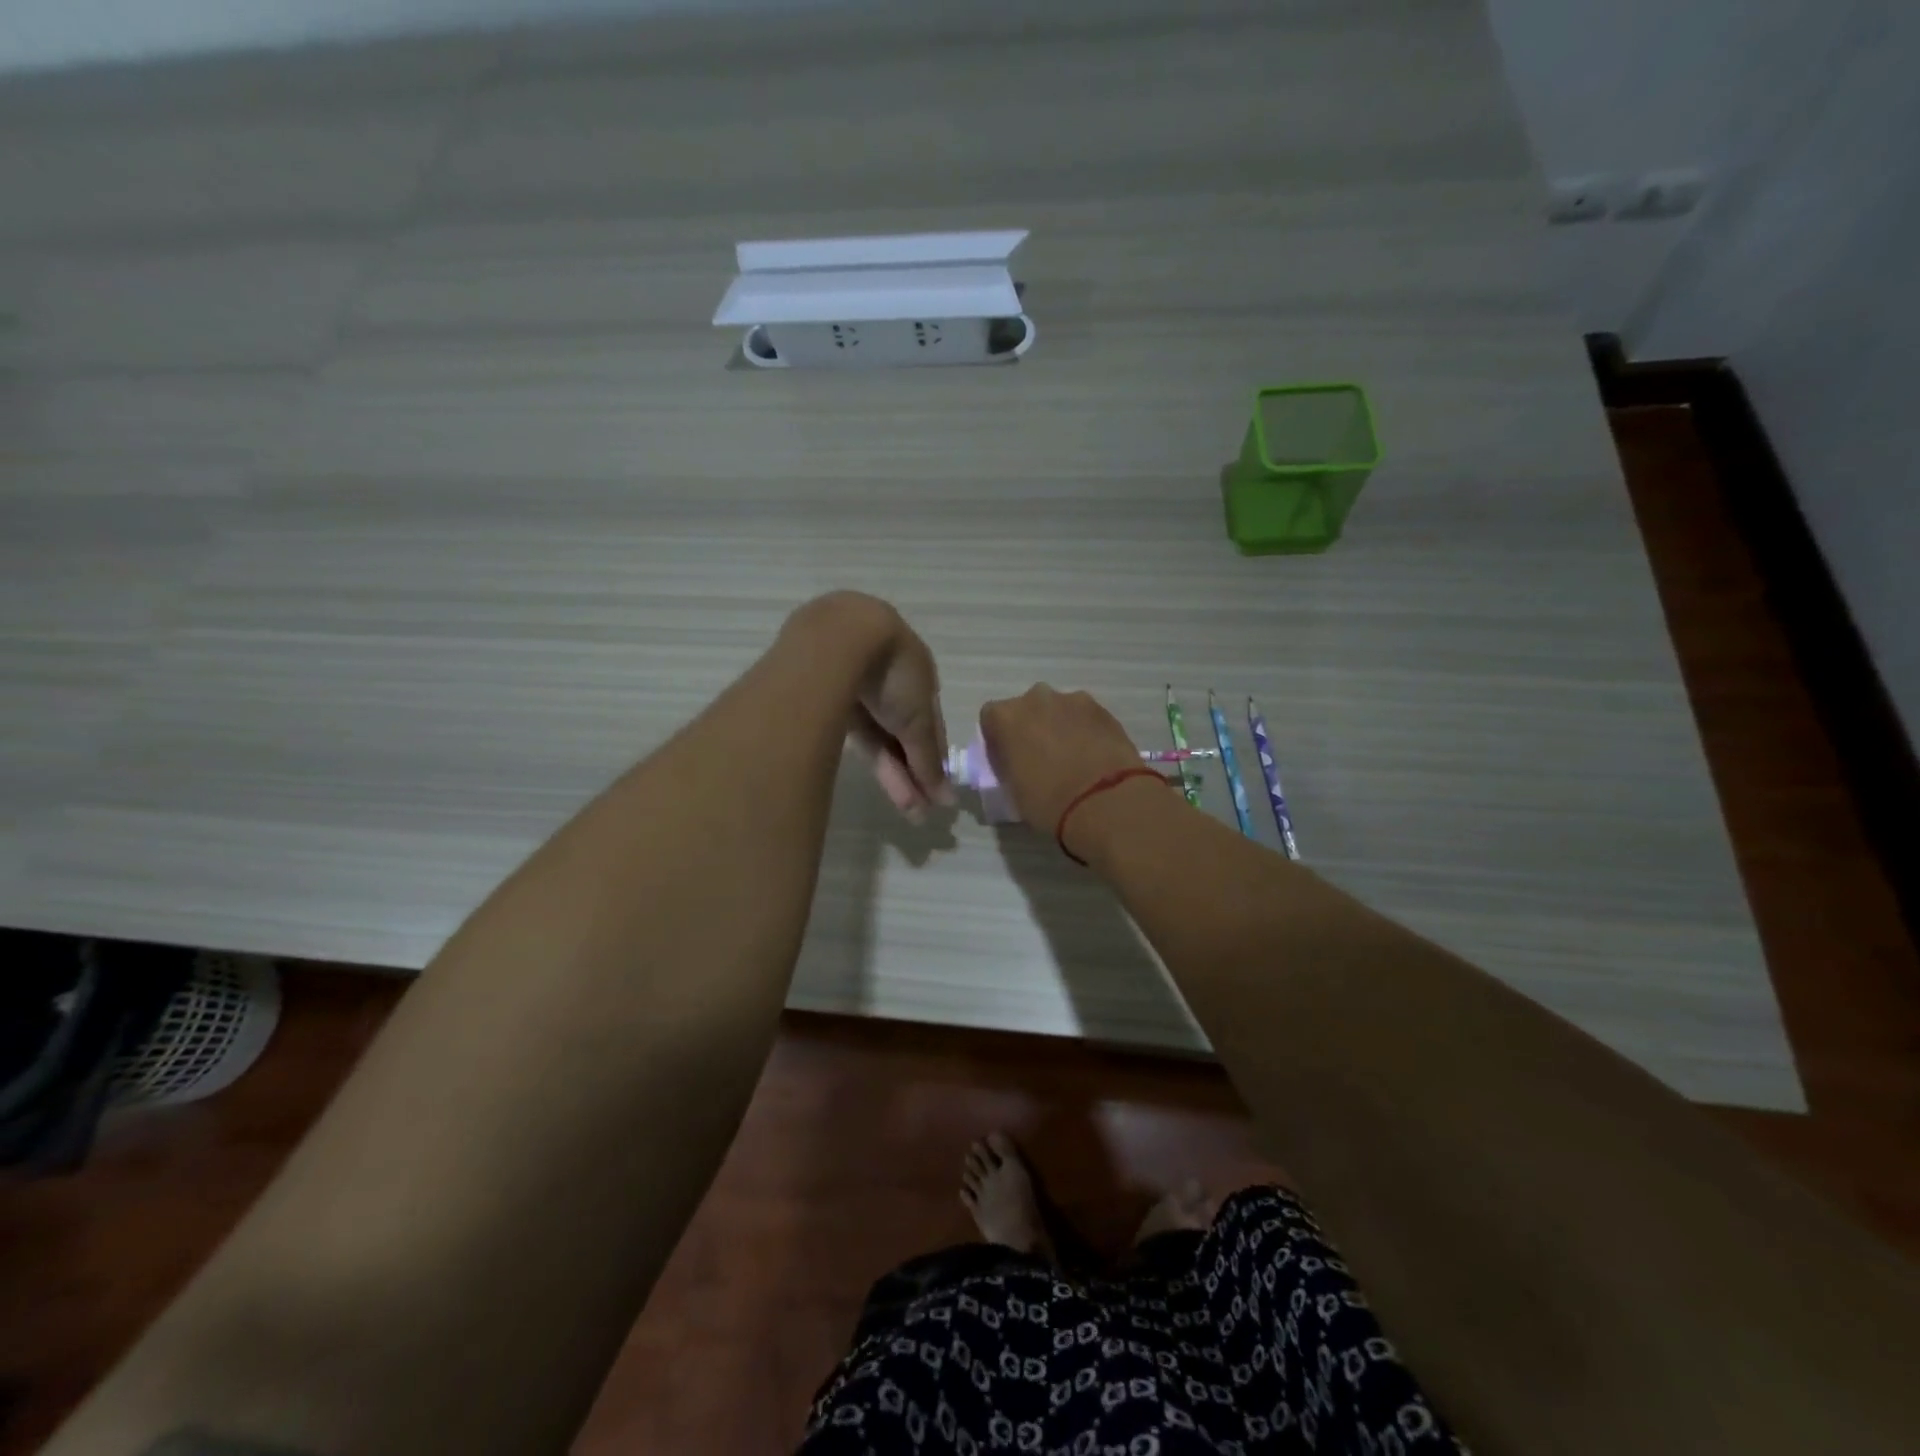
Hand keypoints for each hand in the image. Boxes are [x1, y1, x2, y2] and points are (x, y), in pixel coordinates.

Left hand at [785, 592, 951, 818]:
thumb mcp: (917, 720)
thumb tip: (946, 800)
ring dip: (893, 771)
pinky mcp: (823, 691)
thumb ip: (929, 758)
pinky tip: (880, 775)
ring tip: (906, 807)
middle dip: (912, 772)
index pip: (929, 726)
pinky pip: (854, 730)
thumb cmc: (893, 674)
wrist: (839, 638)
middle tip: (918, 812)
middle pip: (902, 733)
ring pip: (877, 735)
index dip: (933, 760)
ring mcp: (855, 683)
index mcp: (917, 672)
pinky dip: (869, 752)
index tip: (936, 797)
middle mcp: (888, 677)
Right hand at [978, 685, 1143, 832]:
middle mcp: (1036, 698)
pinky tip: (1094, 756)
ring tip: (1073, 759)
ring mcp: (1073, 700)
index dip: (999, 739)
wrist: (1106, 802)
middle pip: (1027, 708)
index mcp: (1006, 717)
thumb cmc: (1048, 802)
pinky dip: (1086, 731)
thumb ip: (1009, 765)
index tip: (1008, 760)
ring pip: (1059, 710)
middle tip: (1042, 758)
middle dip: (1031, 727)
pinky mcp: (1104, 709)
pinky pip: (1085, 717)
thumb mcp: (1012, 790)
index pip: (991, 718)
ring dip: (1060, 727)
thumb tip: (1017, 762)